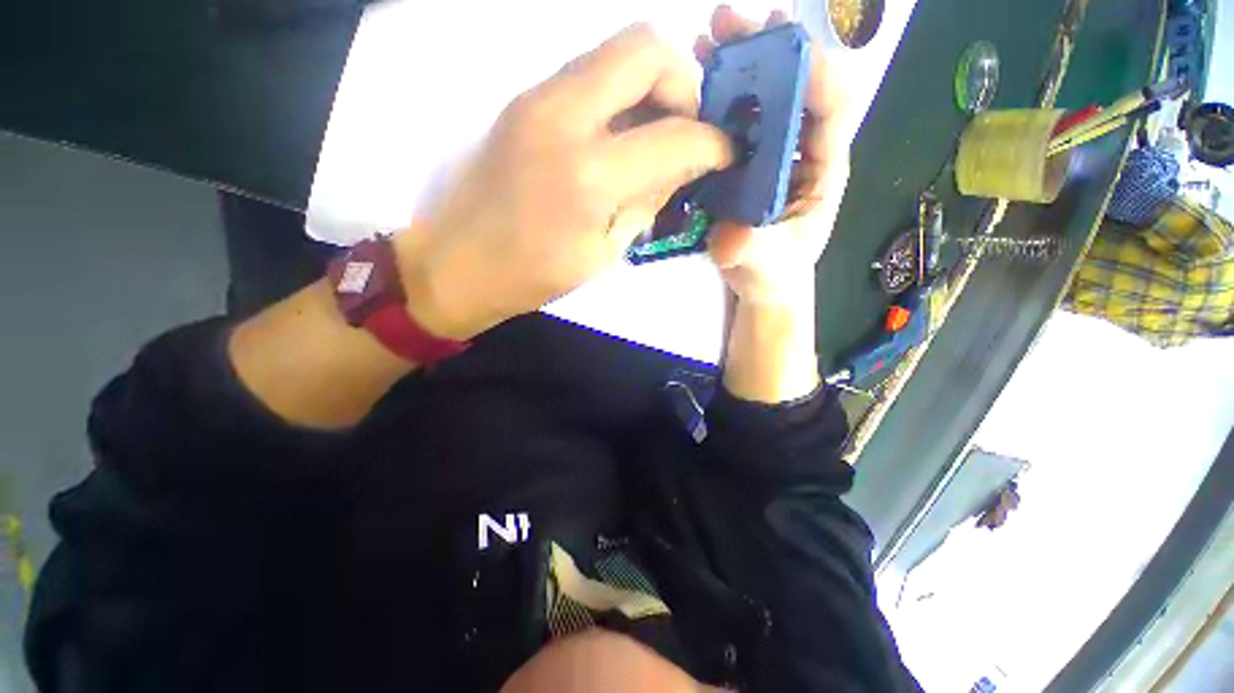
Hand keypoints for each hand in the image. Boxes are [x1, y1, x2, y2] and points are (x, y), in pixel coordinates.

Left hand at [393, 24, 733, 339]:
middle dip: (684, 84)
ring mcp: (538, 98)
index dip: (713, 143)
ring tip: (656, 135)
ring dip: (651, 85)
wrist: (460, 263)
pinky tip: (620, 136)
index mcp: (590, 175)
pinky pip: (589, 74)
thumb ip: (648, 201)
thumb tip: (683, 167)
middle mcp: (565, 117)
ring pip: (615, 51)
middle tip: (686, 130)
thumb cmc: (535, 275)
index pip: (676, 134)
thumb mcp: (604, 252)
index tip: (726, 154)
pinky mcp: (525, 100)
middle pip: (646, 48)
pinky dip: (620, 94)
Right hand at [696, 6, 853, 306]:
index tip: (776, 43)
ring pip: (764, 95)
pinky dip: (720, 94)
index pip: (833, 105)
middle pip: (796, 85)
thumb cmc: (775, 274)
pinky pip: (736, 119)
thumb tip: (729, 237)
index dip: (810, 70)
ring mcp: (771, 151)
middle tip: (730, 21)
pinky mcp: (745, 160)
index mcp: (824, 166)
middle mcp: (802, 148)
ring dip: (739, 61)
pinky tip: (698, 79)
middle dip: (768, 49)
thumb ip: (751, 250)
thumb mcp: (765, 266)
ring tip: (707, 37)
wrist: (762, 284)